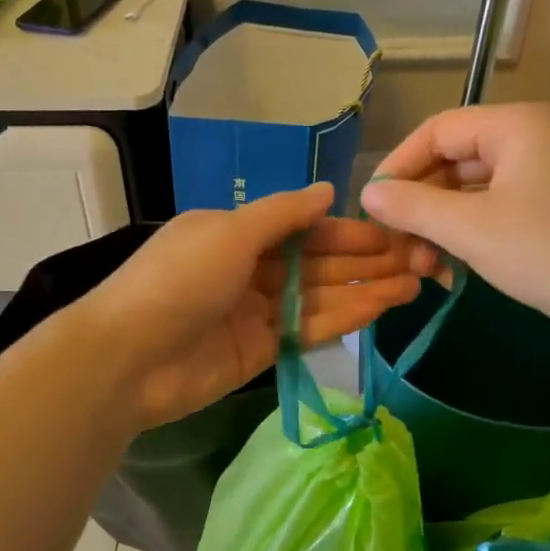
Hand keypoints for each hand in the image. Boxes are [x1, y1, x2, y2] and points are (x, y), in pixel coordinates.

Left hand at [79, 183, 422, 428]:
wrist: (131, 358)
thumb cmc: (178, 280)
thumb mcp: (229, 232)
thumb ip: (282, 215)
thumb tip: (327, 191)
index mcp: (235, 233)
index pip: (302, 228)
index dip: (345, 230)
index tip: (391, 231)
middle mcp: (248, 270)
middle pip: (316, 263)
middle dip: (364, 261)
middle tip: (418, 259)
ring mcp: (255, 313)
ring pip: (318, 297)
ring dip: (364, 290)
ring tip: (414, 284)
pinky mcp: (260, 351)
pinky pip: (307, 331)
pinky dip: (342, 320)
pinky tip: (380, 309)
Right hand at [359, 103, 549, 363]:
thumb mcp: (470, 229)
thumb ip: (412, 206)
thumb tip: (367, 193)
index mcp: (515, 126)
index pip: (436, 131)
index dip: (398, 166)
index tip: (371, 208)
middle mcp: (530, 142)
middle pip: (452, 162)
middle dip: (419, 206)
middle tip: (396, 248)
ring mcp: (544, 179)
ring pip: (470, 194)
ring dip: (439, 229)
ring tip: (422, 269)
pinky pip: (493, 215)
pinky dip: (466, 239)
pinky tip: (449, 273)